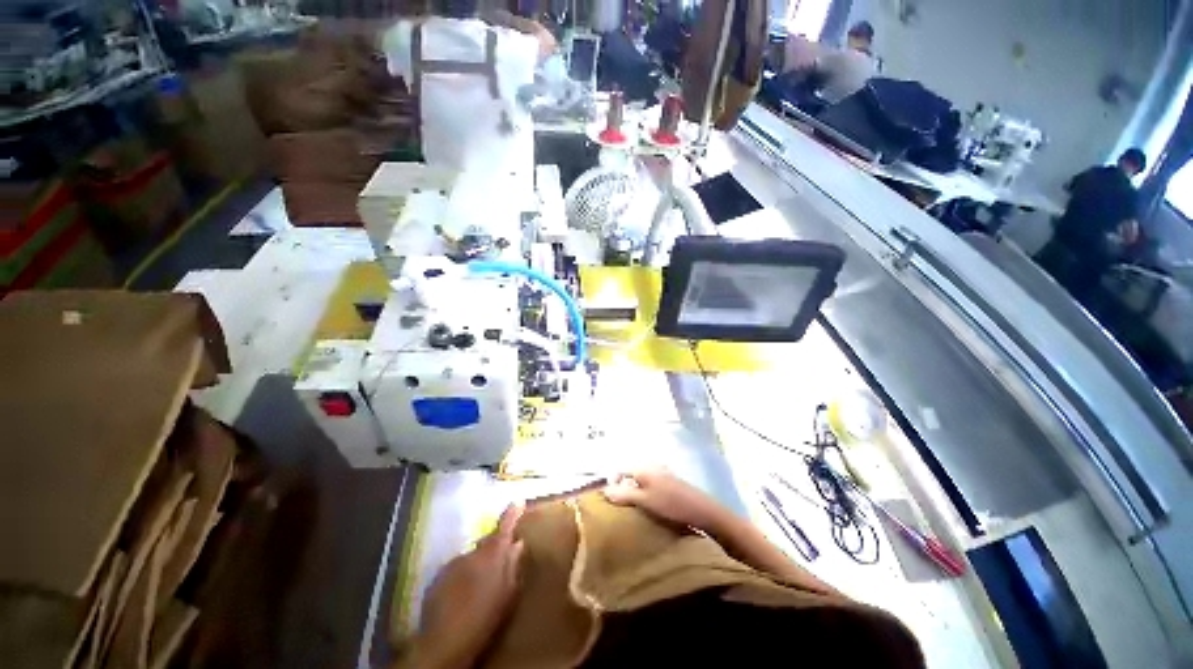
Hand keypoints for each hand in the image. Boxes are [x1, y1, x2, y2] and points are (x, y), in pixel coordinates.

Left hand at [409, 504, 525, 668]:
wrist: (446, 641)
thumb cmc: (485, 617)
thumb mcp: (508, 593)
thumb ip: (513, 565)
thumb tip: (518, 544)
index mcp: (493, 555)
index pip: (504, 527)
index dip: (511, 514)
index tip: (518, 501)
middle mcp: (472, 552)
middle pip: (486, 544)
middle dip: (492, 551)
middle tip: (496, 570)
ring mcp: (453, 563)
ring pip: (470, 559)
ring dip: (475, 567)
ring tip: (477, 591)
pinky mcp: (438, 576)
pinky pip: (455, 572)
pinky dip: (460, 579)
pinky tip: (460, 598)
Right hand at [603, 469, 730, 534]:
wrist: (701, 510)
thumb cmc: (670, 504)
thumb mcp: (644, 501)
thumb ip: (624, 495)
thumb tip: (604, 490)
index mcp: (643, 468)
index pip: (621, 471)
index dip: (613, 483)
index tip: (609, 501)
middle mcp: (651, 467)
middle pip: (631, 475)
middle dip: (624, 488)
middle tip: (621, 506)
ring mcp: (662, 473)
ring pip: (642, 480)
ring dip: (635, 492)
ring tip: (634, 509)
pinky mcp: (671, 482)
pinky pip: (651, 484)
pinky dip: (646, 493)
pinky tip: (650, 506)